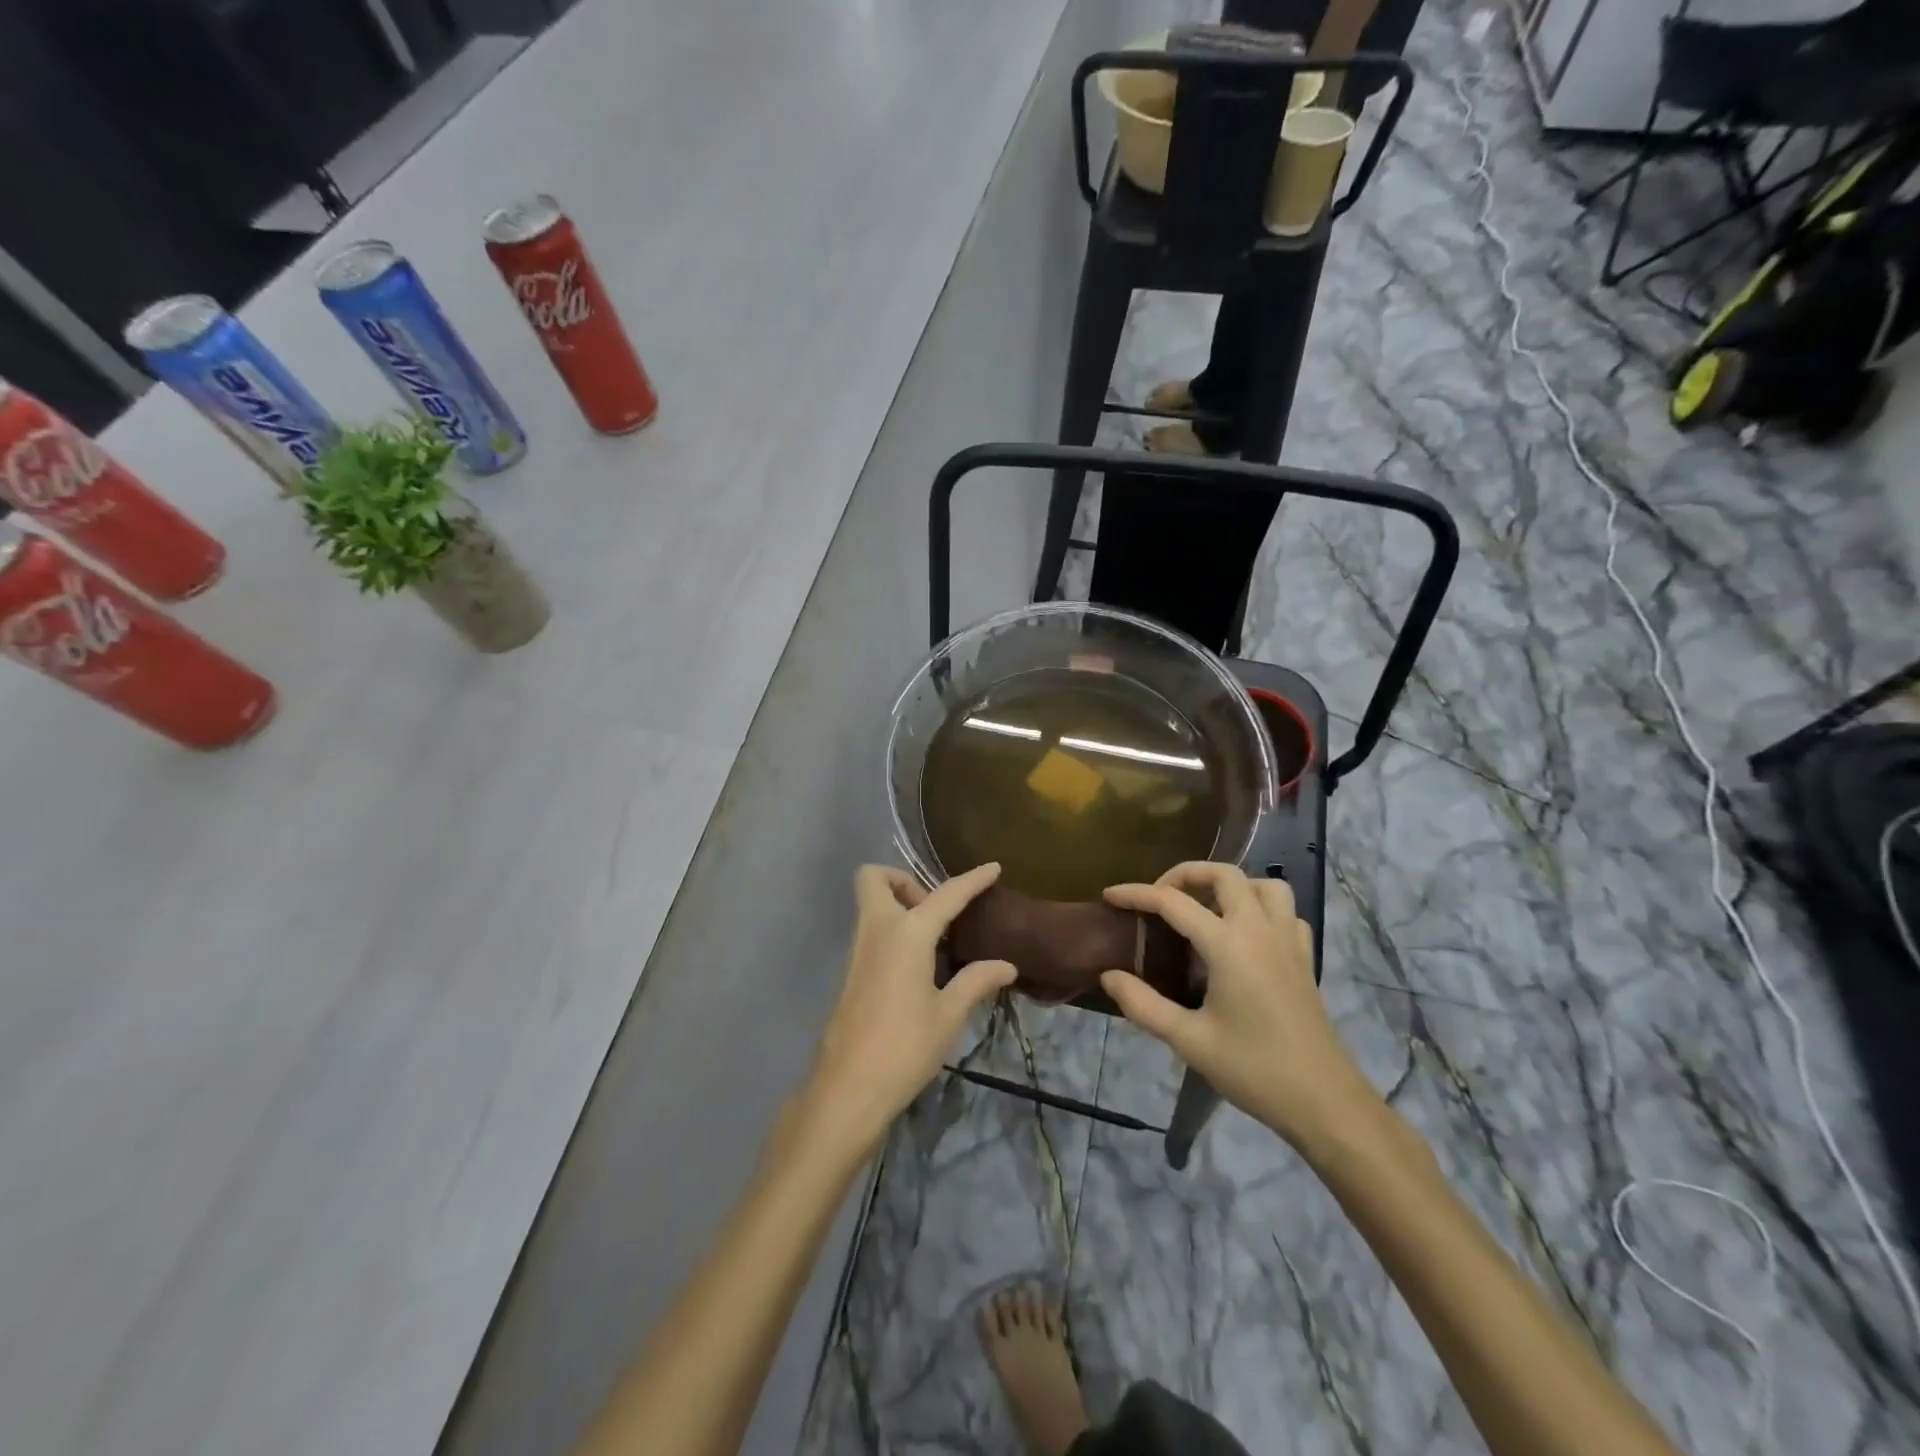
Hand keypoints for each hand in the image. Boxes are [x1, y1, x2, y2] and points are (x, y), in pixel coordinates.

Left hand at [793, 863, 1015, 1159]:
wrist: (848, 1088)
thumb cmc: (905, 1047)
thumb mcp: (948, 1015)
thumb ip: (976, 981)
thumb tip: (1006, 966)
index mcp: (907, 934)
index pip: (946, 895)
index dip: (972, 880)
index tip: (993, 867)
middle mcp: (877, 930)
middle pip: (875, 878)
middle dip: (905, 880)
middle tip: (937, 912)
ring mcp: (858, 950)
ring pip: (871, 905)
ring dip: (900, 906)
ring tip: (936, 941)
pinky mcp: (851, 972)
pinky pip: (871, 931)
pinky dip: (893, 931)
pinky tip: (918, 966)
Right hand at [1099, 862, 1381, 1151]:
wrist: (1324, 1102)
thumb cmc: (1253, 1069)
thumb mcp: (1189, 1041)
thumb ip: (1143, 1004)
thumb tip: (1108, 976)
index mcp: (1228, 944)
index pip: (1173, 902)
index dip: (1137, 894)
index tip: (1110, 896)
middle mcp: (1259, 929)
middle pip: (1223, 874)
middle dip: (1186, 874)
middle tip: (1160, 896)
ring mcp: (1288, 941)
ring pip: (1263, 885)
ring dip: (1230, 885)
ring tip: (1206, 907)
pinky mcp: (1305, 958)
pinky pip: (1286, 913)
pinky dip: (1262, 908)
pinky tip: (1246, 934)